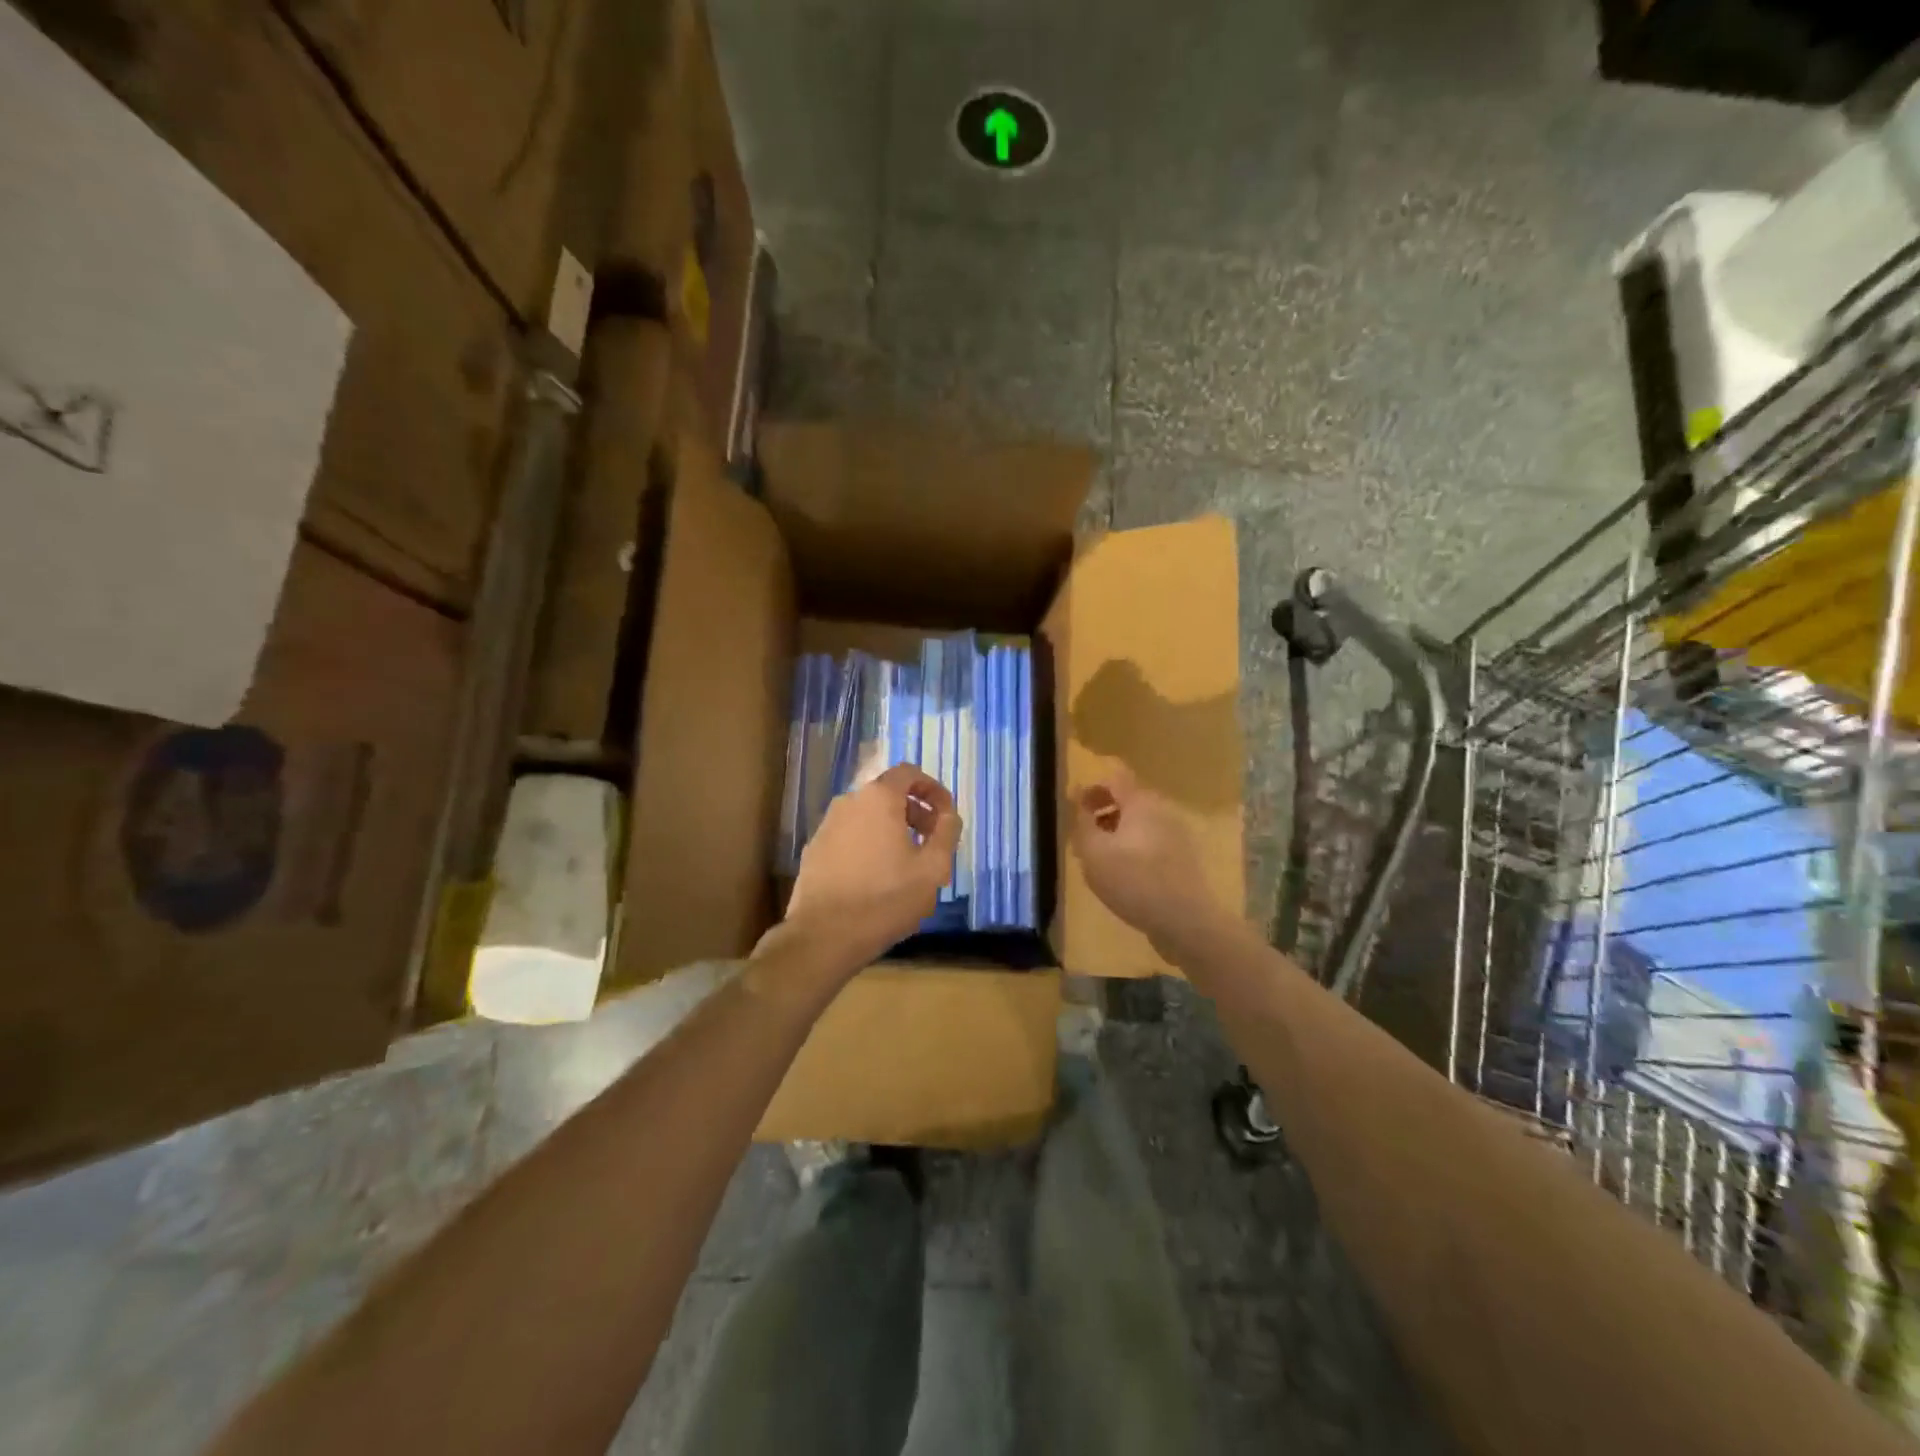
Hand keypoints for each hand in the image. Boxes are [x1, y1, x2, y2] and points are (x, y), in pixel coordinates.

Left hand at [780, 763, 961, 973]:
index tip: (946, 815)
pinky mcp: (814, 850)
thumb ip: (946, 833)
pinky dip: (869, 844)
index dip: (933, 789)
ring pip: (867, 816)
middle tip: (931, 842)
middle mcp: (848, 802)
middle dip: (915, 812)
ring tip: (907, 863)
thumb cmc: (885, 899)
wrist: (823, 936)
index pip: (909, 773)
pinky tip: (877, 877)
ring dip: (892, 830)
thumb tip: (949, 815)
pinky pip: (850, 836)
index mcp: (879, 798)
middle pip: (888, 794)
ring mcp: (826, 826)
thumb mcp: (932, 869)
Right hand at [1070, 766, 1221, 956]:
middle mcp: (1163, 811)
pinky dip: (1133, 849)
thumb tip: (1078, 803)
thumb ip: (1082, 823)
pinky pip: (1152, 842)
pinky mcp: (1183, 859)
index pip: (1114, 778)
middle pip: (1128, 800)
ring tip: (1099, 861)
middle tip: (1082, 837)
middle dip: (1102, 813)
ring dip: (1116, 833)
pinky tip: (1123, 876)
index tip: (1074, 808)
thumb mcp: (1093, 853)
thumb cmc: (1133, 881)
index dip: (1091, 787)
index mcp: (1141, 802)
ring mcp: (1177, 835)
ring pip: (1140, 823)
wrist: (1186, 922)